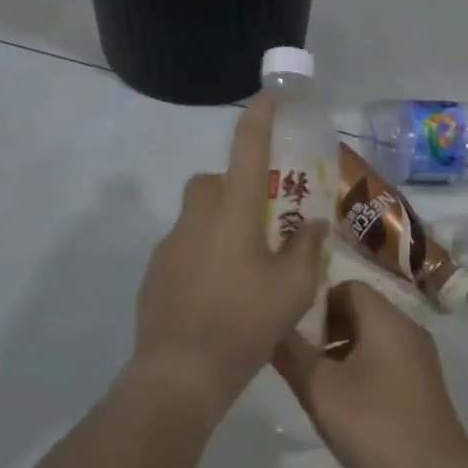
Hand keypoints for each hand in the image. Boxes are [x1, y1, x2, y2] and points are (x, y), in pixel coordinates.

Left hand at [133, 94, 328, 420]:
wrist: (179, 373)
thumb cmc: (244, 323)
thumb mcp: (293, 288)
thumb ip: (306, 249)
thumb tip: (312, 225)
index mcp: (234, 211)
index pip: (248, 147)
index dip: (261, 115)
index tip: (272, 94)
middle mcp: (198, 217)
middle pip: (214, 181)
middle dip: (235, 187)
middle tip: (261, 220)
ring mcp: (170, 245)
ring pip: (197, 216)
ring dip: (219, 225)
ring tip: (243, 267)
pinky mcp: (154, 273)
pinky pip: (182, 248)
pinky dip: (201, 256)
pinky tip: (216, 294)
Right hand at [272, 281, 467, 467]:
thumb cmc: (376, 427)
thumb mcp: (321, 391)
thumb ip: (292, 354)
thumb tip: (271, 326)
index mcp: (387, 319)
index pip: (347, 286)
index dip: (316, 302)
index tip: (293, 329)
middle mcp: (407, 328)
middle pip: (360, 310)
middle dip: (325, 328)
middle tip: (298, 357)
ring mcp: (419, 358)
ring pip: (372, 337)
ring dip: (341, 351)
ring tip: (314, 383)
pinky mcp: (422, 385)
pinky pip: (385, 360)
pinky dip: (361, 369)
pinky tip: (343, 404)